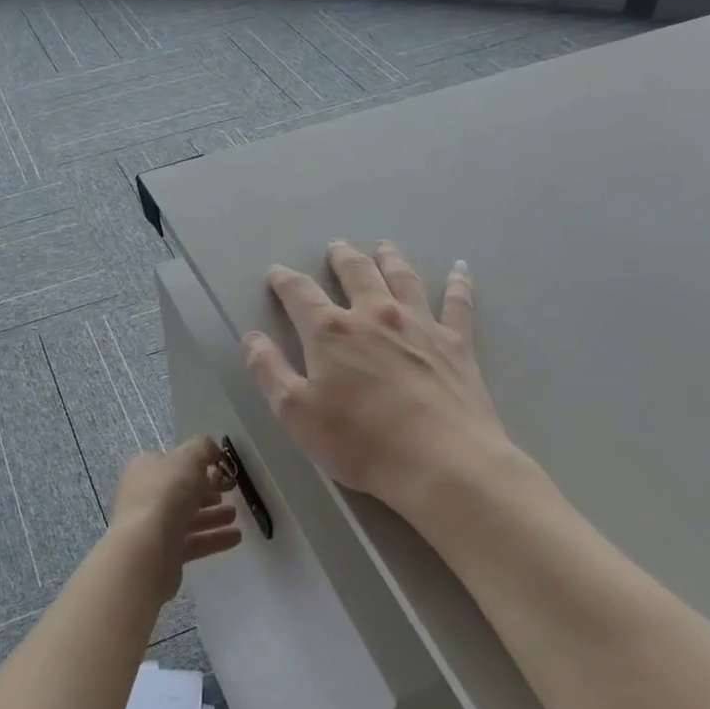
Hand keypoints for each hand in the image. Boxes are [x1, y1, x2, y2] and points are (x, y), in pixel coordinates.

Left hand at [107, 435, 242, 601]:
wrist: (148, 547)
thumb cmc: (167, 493)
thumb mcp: (189, 458)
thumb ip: (203, 448)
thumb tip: (212, 450)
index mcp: (144, 469)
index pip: (171, 463)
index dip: (196, 465)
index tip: (220, 470)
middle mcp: (143, 496)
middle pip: (179, 491)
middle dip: (206, 491)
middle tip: (228, 492)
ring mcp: (150, 526)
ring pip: (186, 518)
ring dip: (212, 516)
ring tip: (234, 516)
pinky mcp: (161, 553)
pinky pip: (191, 542)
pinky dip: (213, 539)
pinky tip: (236, 538)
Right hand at [243, 240, 514, 508]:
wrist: (441, 462)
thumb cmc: (359, 441)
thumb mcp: (295, 413)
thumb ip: (269, 371)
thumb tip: (251, 337)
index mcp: (331, 332)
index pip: (300, 294)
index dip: (285, 281)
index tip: (277, 273)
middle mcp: (375, 315)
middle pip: (357, 274)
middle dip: (342, 258)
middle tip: (336, 246)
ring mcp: (420, 325)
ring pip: (402, 278)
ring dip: (390, 259)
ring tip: (384, 246)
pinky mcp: (456, 343)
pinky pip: (457, 302)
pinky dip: (457, 282)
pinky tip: (459, 268)